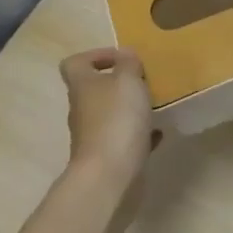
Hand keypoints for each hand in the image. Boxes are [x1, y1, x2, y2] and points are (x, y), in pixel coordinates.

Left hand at [60, 48, 157, 176]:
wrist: (109, 176)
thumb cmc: (117, 120)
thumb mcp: (128, 81)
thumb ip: (128, 64)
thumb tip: (125, 56)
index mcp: (82, 86)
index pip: (74, 63)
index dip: (96, 56)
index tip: (123, 59)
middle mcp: (82, 109)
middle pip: (95, 89)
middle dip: (120, 84)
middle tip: (145, 82)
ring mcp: (92, 135)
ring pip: (111, 114)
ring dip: (131, 109)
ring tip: (155, 106)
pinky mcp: (106, 157)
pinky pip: (123, 138)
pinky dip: (139, 134)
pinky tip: (158, 133)